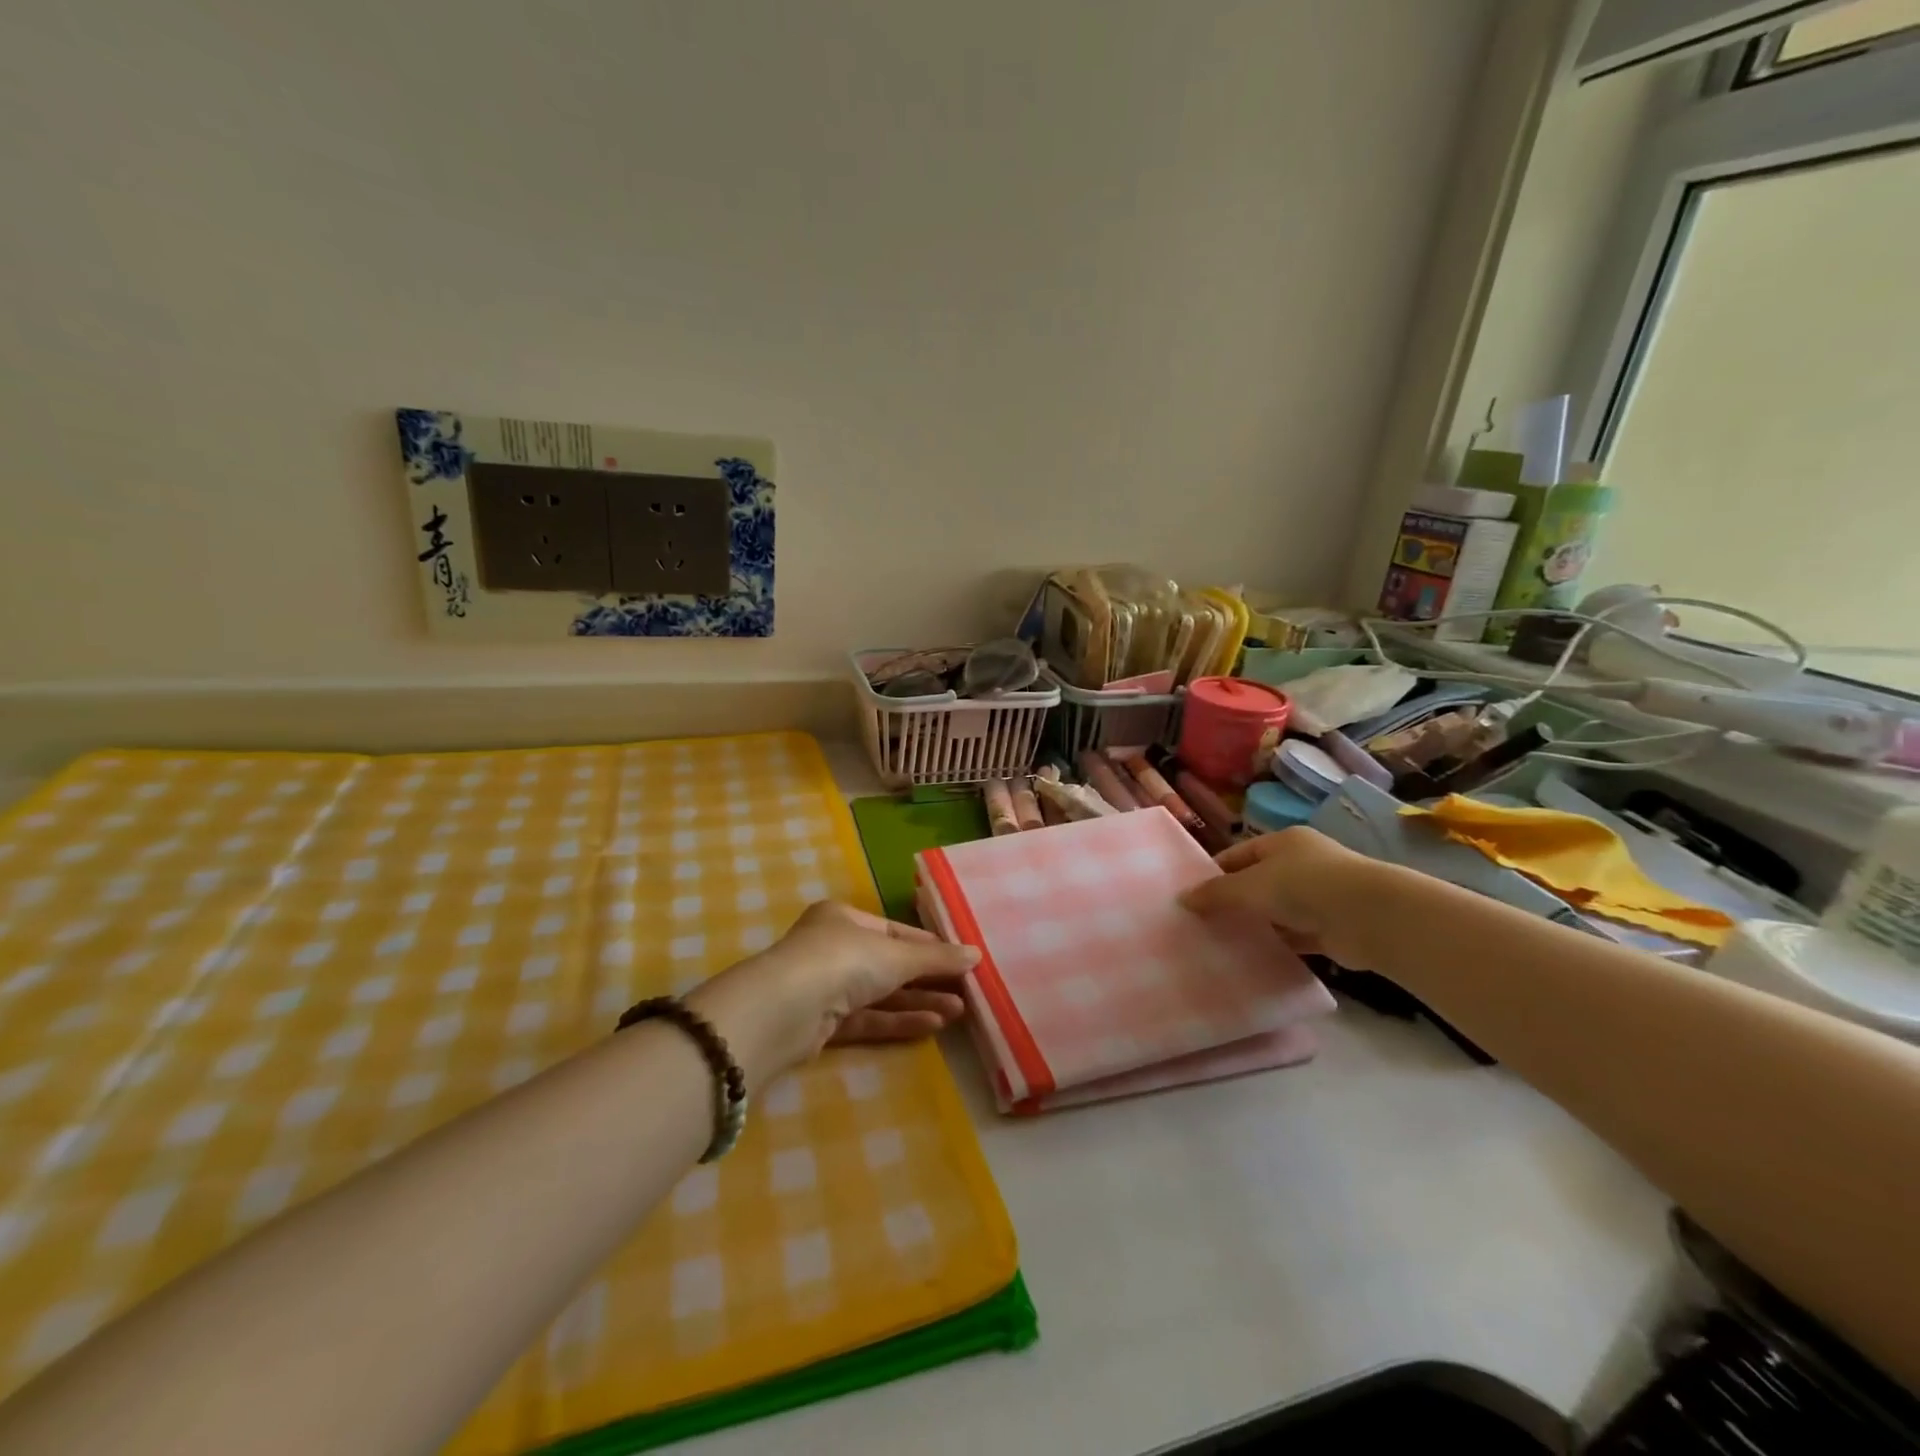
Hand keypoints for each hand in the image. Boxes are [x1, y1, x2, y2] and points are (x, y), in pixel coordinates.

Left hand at [688, 901, 977, 1085]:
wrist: (785, 1010)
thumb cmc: (843, 960)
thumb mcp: (897, 955)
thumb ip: (937, 959)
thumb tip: (977, 954)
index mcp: (842, 918)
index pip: (894, 931)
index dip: (928, 946)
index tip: (959, 960)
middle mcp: (831, 948)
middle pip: (888, 964)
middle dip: (926, 979)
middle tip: (965, 991)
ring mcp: (824, 988)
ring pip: (879, 995)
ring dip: (918, 1002)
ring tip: (960, 1011)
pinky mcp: (821, 1025)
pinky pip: (868, 1019)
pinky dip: (898, 1021)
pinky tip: (933, 1025)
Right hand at [1178, 828, 1379, 968]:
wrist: (1371, 917)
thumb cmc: (1304, 886)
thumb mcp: (1249, 886)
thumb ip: (1216, 893)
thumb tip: (1182, 899)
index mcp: (1283, 842)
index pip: (1239, 854)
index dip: (1215, 872)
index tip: (1193, 896)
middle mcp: (1302, 864)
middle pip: (1258, 882)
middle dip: (1234, 901)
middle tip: (1203, 922)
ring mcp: (1320, 896)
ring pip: (1277, 910)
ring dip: (1256, 924)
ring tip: (1223, 942)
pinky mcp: (1332, 927)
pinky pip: (1296, 935)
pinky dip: (1278, 944)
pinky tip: (1254, 957)